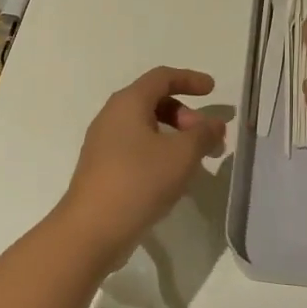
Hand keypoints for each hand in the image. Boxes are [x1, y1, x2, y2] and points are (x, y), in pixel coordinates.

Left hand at [57, 67, 225, 261]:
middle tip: (206, 137)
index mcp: (128, 103)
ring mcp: (103, 144)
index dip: (189, 79)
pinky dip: (159, 153)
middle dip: (185, 114)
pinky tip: (172, 178)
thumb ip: (203, 134)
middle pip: (153, 101)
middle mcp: (111, 117)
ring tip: (195, 160)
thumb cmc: (139, 181)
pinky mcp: (102, 169)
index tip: (212, 90)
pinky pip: (136, 149)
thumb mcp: (182, 155)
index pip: (162, 77)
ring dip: (174, 136)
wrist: (92, 230)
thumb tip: (214, 124)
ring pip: (145, 128)